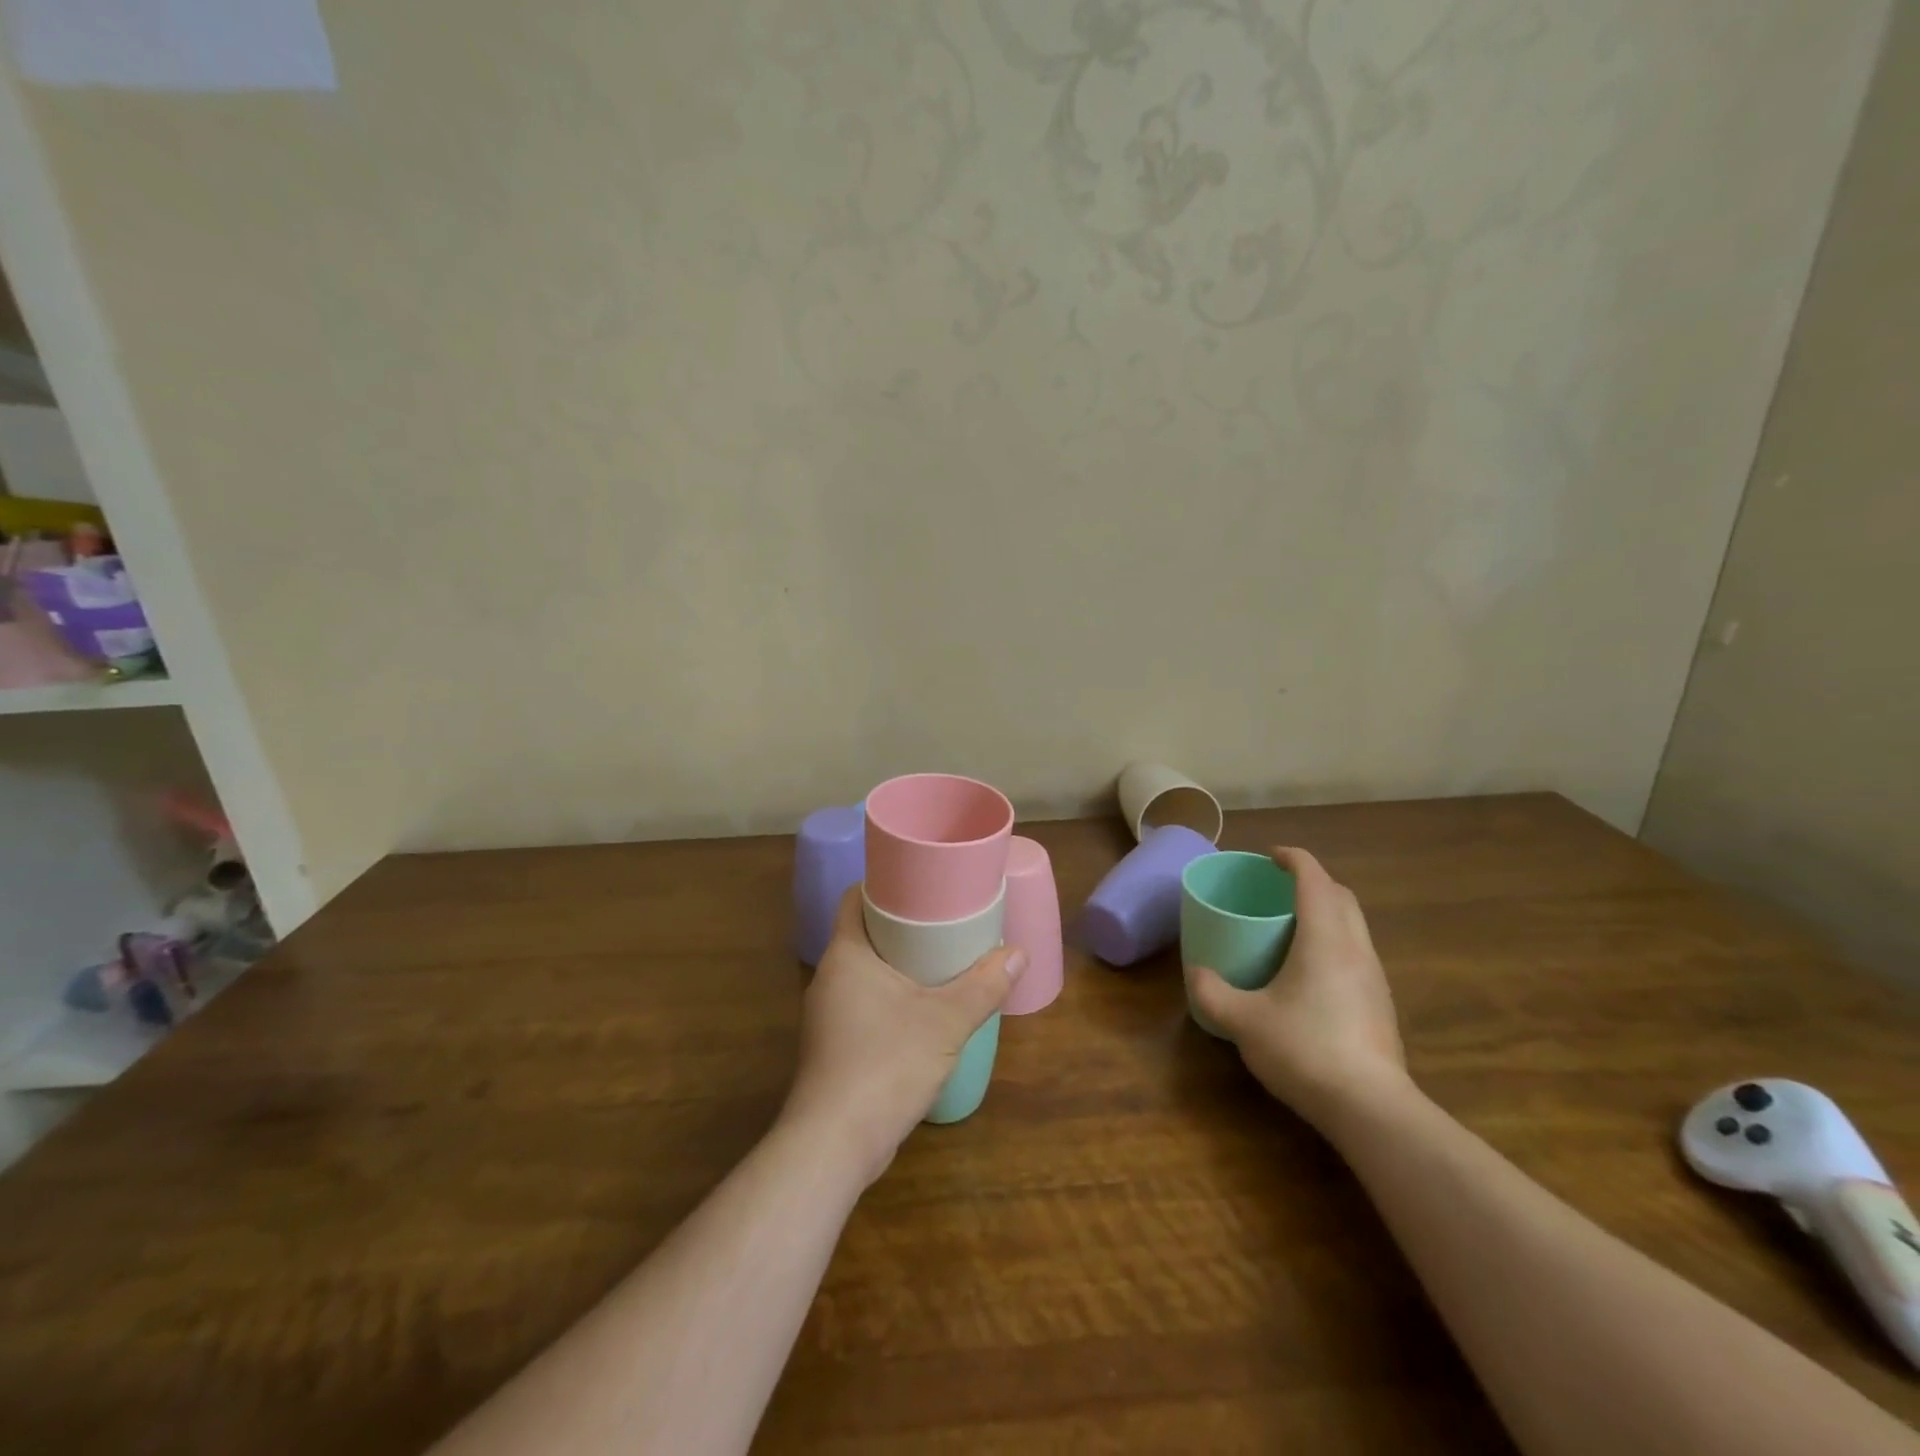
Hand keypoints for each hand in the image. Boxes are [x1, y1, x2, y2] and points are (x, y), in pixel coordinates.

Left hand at [781, 888, 1023, 1187]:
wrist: (834, 1145)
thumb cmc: (886, 1064)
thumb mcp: (945, 1021)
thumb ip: (983, 986)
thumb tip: (1018, 953)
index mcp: (846, 954)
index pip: (855, 898)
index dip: (885, 884)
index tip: (922, 881)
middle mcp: (830, 977)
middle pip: (866, 933)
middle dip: (903, 925)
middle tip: (945, 919)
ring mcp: (828, 1015)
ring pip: (867, 971)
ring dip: (900, 964)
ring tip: (942, 961)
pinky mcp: (835, 1046)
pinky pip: (866, 1004)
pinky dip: (893, 997)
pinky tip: (923, 1011)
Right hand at [1185, 846, 1408, 1132]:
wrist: (1372, 1109)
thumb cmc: (1305, 1050)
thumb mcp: (1243, 1021)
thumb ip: (1211, 992)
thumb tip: (1196, 973)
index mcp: (1324, 938)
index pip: (1314, 878)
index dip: (1292, 859)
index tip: (1269, 857)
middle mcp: (1355, 948)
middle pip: (1341, 896)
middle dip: (1312, 882)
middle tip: (1278, 889)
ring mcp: (1374, 977)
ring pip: (1353, 925)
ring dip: (1326, 913)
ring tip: (1290, 928)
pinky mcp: (1380, 1004)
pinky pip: (1356, 953)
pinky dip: (1333, 942)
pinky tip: (1309, 973)